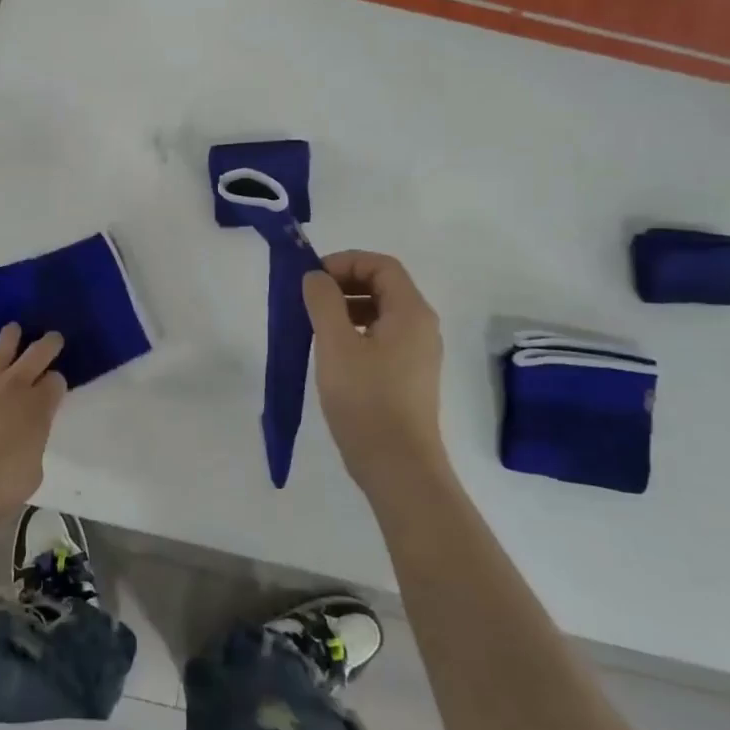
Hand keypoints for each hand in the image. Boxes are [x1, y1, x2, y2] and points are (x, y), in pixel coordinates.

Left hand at [0, 324, 67, 533]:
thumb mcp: (31, 473)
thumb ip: (32, 446)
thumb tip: (24, 440)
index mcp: (39, 407)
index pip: (56, 381)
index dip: (58, 383)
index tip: (56, 388)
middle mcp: (14, 388)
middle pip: (37, 354)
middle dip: (48, 344)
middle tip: (54, 338)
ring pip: (1, 352)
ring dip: (10, 339)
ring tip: (13, 329)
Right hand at [302, 251, 448, 500]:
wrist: (398, 467)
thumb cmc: (366, 400)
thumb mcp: (335, 344)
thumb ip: (323, 301)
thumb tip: (315, 276)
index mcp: (411, 312)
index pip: (381, 265)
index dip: (345, 261)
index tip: (312, 278)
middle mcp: (421, 326)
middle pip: (383, 285)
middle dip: (344, 283)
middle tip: (309, 298)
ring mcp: (418, 353)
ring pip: (381, 312)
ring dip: (347, 307)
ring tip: (314, 324)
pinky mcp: (408, 375)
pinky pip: (382, 336)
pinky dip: (355, 330)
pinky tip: (332, 351)